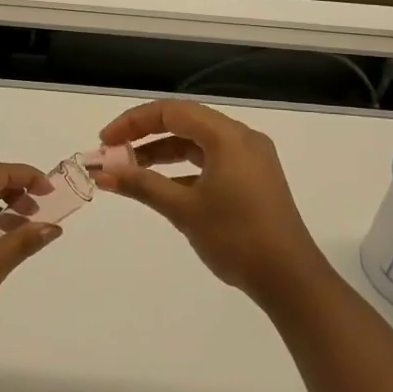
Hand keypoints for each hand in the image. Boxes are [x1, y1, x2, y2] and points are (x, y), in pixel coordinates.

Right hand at [91, 100, 330, 309]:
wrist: (290, 279)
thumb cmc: (236, 238)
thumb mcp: (183, 210)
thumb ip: (141, 185)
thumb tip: (101, 173)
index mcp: (227, 136)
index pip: (171, 112)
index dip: (133, 122)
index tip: (104, 142)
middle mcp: (241, 138)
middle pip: (184, 121)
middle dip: (144, 135)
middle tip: (112, 153)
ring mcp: (250, 158)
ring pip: (197, 142)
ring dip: (162, 152)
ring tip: (130, 170)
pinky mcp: (253, 178)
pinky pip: (211, 160)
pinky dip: (184, 168)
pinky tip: (162, 187)